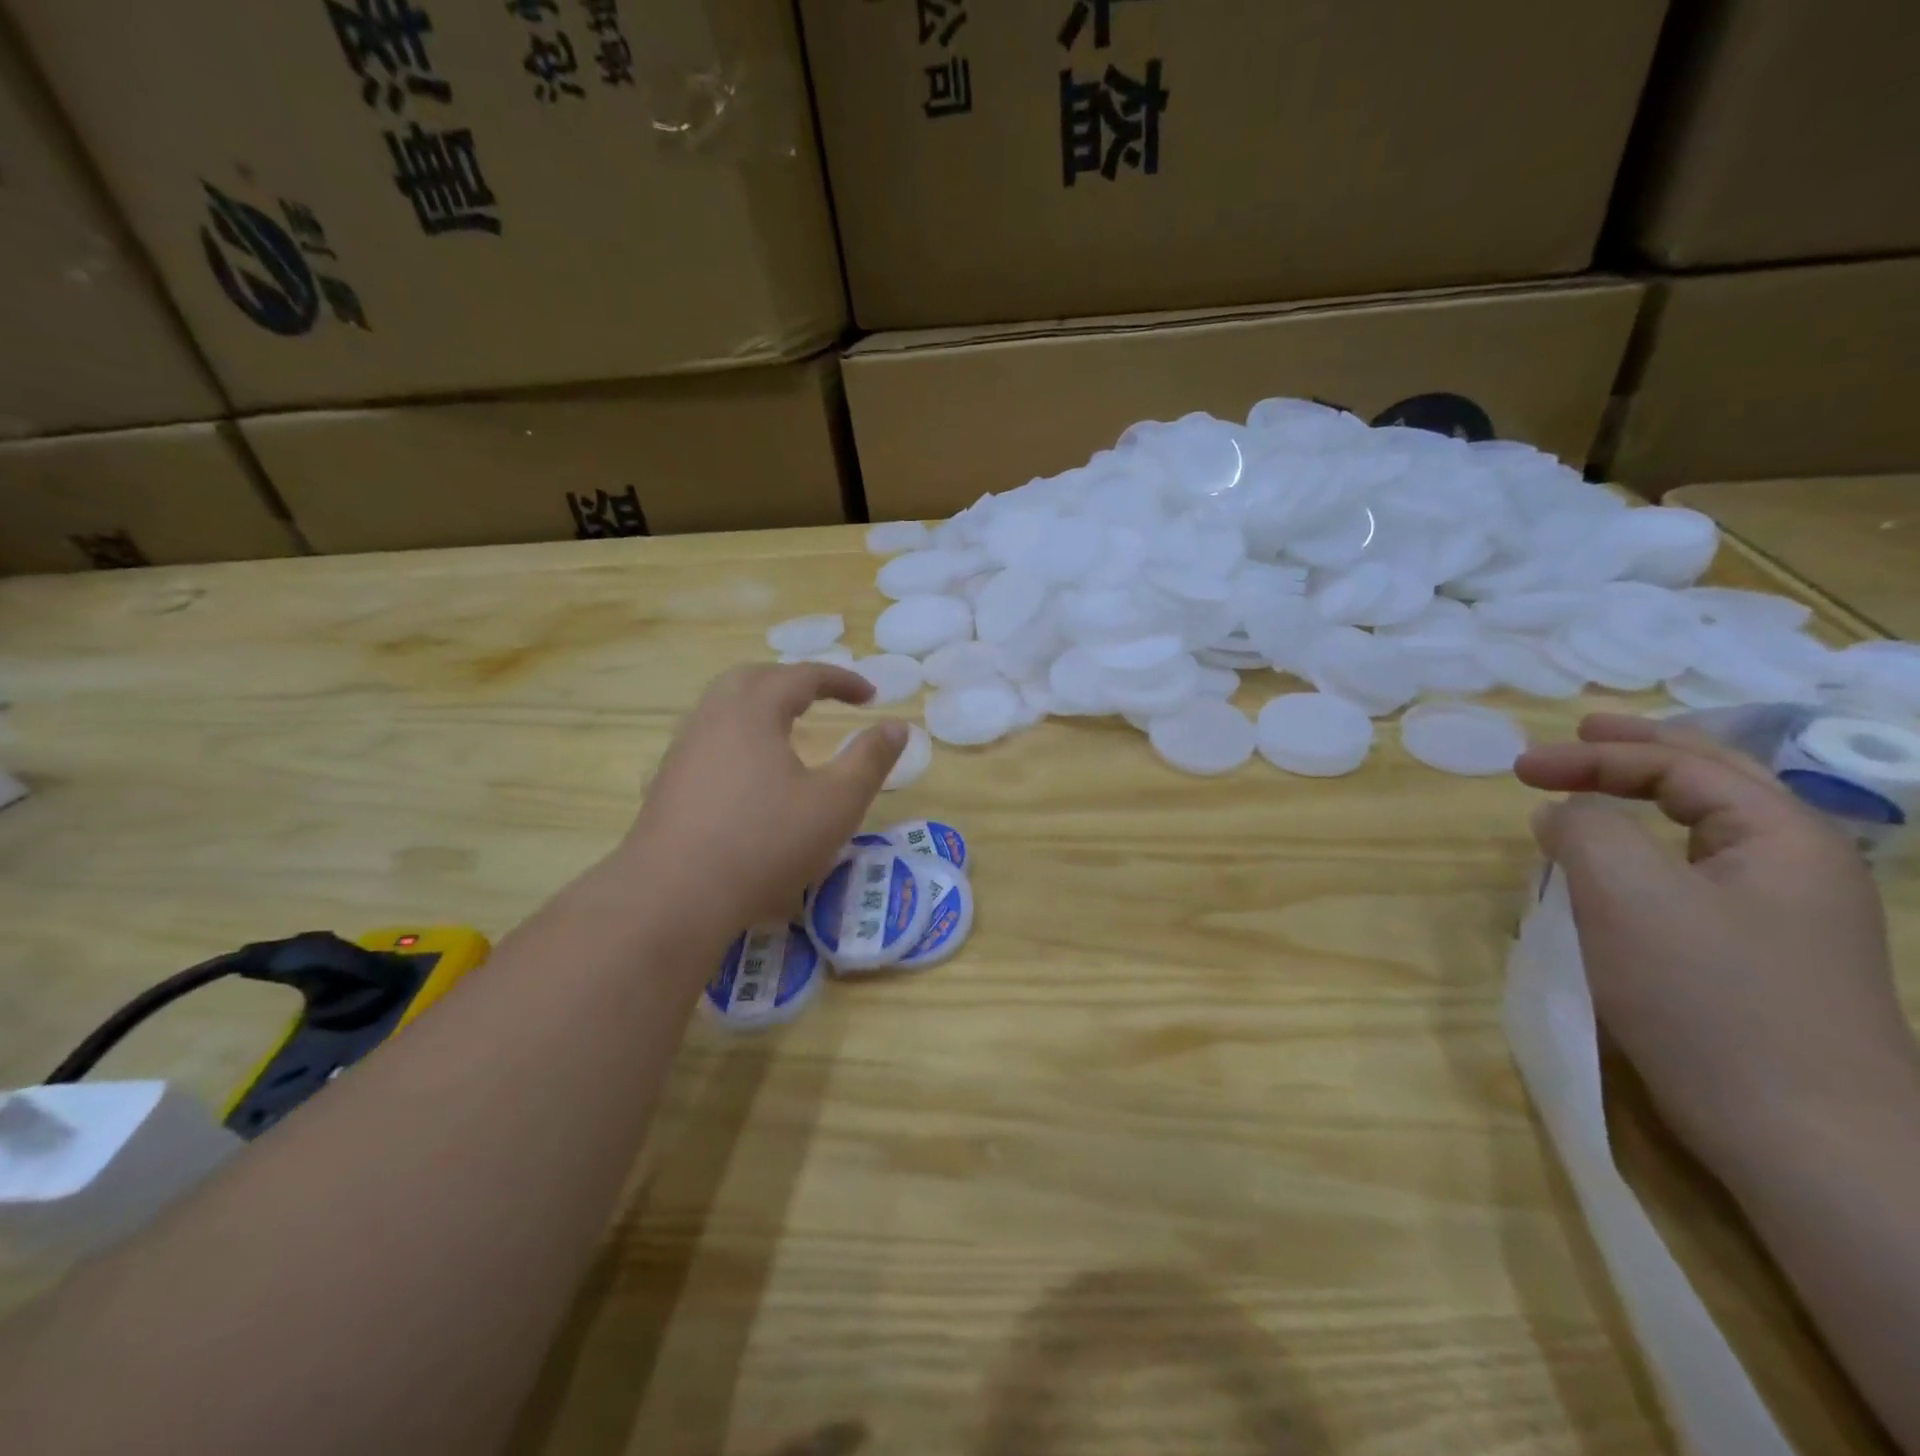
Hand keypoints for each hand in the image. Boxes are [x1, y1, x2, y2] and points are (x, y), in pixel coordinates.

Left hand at [620, 664, 906, 939]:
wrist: (674, 897)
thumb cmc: (765, 843)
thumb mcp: (836, 803)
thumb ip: (870, 759)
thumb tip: (898, 725)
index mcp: (753, 711)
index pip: (802, 676)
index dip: (841, 680)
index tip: (871, 695)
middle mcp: (712, 718)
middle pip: (753, 678)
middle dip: (792, 681)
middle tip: (822, 698)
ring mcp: (683, 750)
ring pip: (722, 707)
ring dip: (759, 705)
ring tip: (786, 728)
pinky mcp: (667, 782)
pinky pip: (707, 739)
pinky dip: (736, 736)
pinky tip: (745, 771)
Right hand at [1514, 713, 1919, 1189]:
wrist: (1808, 1141)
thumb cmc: (1712, 1001)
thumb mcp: (1626, 896)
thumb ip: (1585, 829)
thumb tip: (1562, 814)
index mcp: (1782, 837)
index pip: (1679, 765)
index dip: (1593, 756)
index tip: (1517, 769)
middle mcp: (1799, 866)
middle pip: (1714, 782)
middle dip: (1639, 754)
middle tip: (1579, 735)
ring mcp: (1790, 918)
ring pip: (1710, 830)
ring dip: (1648, 799)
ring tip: (1598, 790)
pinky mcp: (1766, 960)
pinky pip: (1701, 876)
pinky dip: (1653, 850)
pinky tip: (1624, 869)